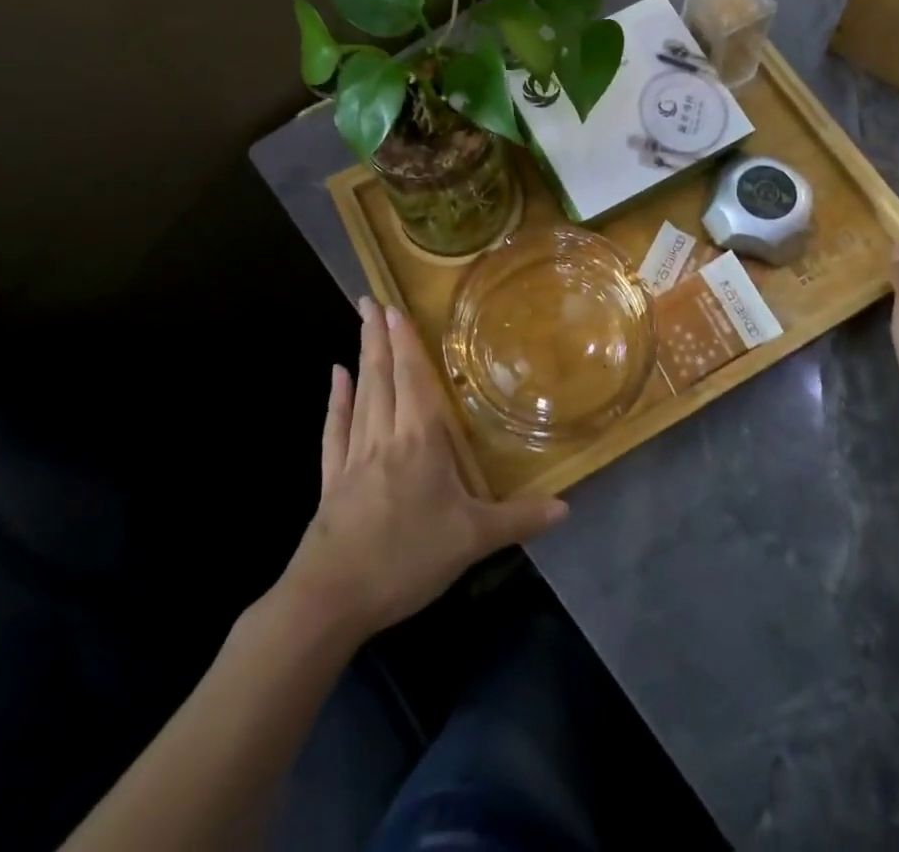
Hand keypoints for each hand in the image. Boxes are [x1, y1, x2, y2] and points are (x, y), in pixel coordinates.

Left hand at [281, 298, 566, 642]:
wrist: (331, 598)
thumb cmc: (406, 558)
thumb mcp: (471, 540)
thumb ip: (519, 519)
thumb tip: (567, 508)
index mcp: (419, 441)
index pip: (412, 379)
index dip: (405, 343)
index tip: (395, 307)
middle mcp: (385, 436)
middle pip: (382, 377)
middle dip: (379, 336)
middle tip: (370, 299)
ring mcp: (354, 456)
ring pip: (360, 395)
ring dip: (361, 357)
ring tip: (361, 323)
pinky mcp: (332, 479)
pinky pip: (336, 429)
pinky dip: (337, 400)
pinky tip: (335, 377)